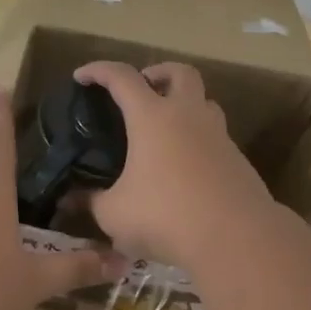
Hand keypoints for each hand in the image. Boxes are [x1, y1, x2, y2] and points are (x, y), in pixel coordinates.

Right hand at [73, 62, 274, 268]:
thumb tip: (72, 199)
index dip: (99, 71)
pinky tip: (186, 168)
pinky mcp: (238, 161)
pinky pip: (216, 137)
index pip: (122, 77)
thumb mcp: (115, 214)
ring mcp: (219, 136)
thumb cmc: (165, 216)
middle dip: (159, 72)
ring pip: (205, 102)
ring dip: (185, 104)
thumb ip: (92, 202)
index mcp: (152, 117)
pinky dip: (198, 141)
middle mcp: (188, 116)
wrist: (236, 238)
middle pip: (180, 73)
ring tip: (167, 128)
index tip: (82, 77)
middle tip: (143, 88)